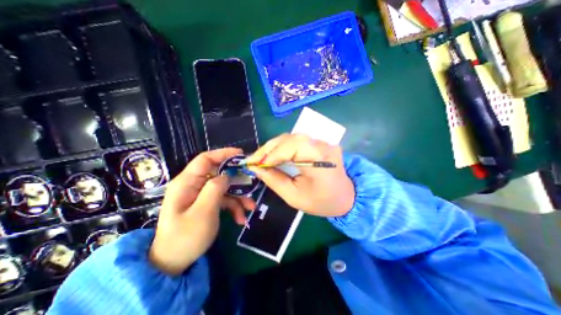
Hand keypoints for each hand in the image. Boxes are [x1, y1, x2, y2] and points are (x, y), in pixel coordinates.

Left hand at [148, 149, 254, 273]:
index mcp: (187, 183)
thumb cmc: (185, 238)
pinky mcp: (207, 203)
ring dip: (239, 197)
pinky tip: (241, 218)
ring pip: (225, 188)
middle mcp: (194, 185)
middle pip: (219, 174)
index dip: (223, 154)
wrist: (174, 263)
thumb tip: (226, 175)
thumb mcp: (203, 213)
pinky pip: (224, 199)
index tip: (241, 154)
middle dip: (237, 181)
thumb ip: (215, 189)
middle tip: (251, 185)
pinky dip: (234, 207)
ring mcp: (201, 195)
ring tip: (250, 208)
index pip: (205, 159)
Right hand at [246, 134, 350, 217]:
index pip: (292, 146)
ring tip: (262, 158)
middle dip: (269, 149)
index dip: (271, 154)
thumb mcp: (294, 196)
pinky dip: (283, 147)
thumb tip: (256, 168)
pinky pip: (298, 141)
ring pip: (292, 138)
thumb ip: (274, 180)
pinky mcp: (321, 143)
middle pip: (290, 138)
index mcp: (320, 160)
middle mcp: (323, 146)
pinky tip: (275, 155)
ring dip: (274, 147)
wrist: (346, 197)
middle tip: (254, 160)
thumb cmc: (321, 202)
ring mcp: (323, 142)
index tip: (254, 164)